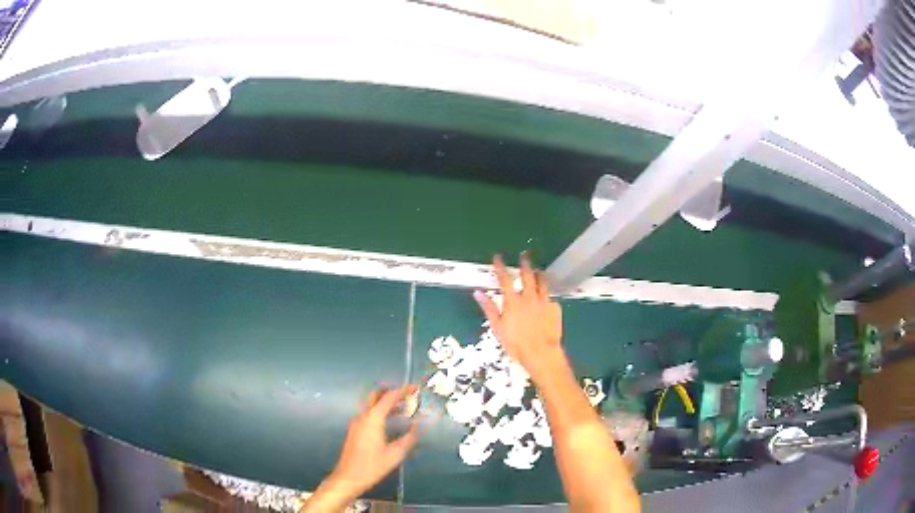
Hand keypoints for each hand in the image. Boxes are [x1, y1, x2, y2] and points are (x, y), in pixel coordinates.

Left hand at [305, 387, 420, 511]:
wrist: (348, 477)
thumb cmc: (372, 466)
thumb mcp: (395, 454)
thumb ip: (409, 438)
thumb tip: (418, 426)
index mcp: (373, 419)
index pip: (389, 397)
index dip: (403, 390)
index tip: (416, 388)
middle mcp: (363, 416)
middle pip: (376, 395)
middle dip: (392, 391)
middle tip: (408, 396)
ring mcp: (356, 422)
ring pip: (371, 404)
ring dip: (386, 402)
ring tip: (403, 408)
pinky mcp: (355, 430)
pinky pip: (368, 413)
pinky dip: (380, 411)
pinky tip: (390, 422)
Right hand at [474, 254, 563, 382]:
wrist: (541, 352)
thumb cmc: (515, 343)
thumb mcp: (497, 327)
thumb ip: (489, 308)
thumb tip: (478, 293)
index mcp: (513, 301)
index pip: (505, 279)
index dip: (501, 267)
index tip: (498, 257)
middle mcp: (529, 297)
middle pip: (527, 275)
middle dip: (525, 264)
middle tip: (524, 255)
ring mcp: (544, 302)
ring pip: (542, 283)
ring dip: (539, 275)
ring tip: (538, 271)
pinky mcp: (555, 309)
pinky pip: (551, 299)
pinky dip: (547, 297)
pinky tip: (547, 300)